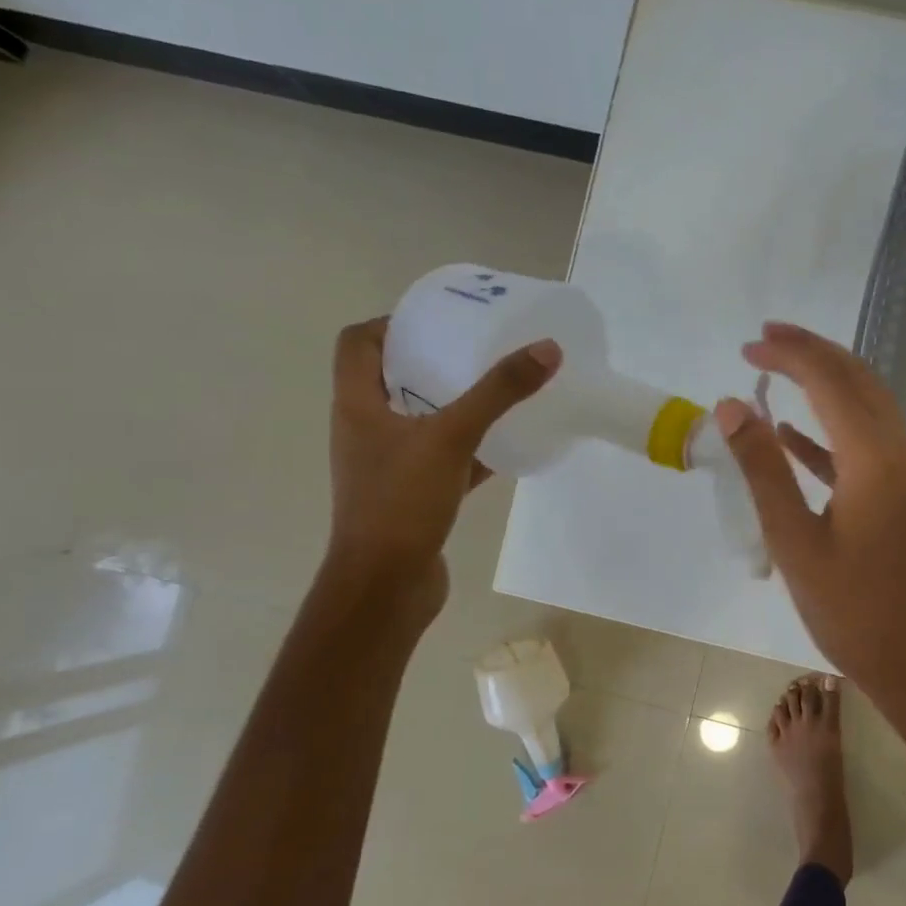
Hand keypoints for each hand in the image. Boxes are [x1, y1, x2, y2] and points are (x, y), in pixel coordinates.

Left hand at [324, 317, 559, 614]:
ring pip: (422, 421)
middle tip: (479, 348)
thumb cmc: (402, 502)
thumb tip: (547, 349)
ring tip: (498, 390)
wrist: (386, 586)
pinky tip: (507, 446)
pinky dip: (471, 449)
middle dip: (434, 360)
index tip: (438, 320)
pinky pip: (445, 459)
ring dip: (454, 404)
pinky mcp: (414, 496)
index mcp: (358, 405)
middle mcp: (367, 430)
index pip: (358, 344)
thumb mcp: (452, 437)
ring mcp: (390, 466)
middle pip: (392, 378)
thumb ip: (498, 393)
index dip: (391, 323)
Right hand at [713, 323, 905, 711]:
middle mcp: (903, 453)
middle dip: (812, 353)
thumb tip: (733, 407)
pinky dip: (833, 433)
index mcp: (876, 459)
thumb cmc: (852, 611)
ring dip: (826, 385)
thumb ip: (763, 470)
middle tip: (764, 340)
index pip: (831, 382)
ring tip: (777, 370)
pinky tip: (794, 434)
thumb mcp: (795, 541)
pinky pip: (870, 446)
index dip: (790, 355)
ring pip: (868, 408)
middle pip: (858, 381)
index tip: (749, 344)